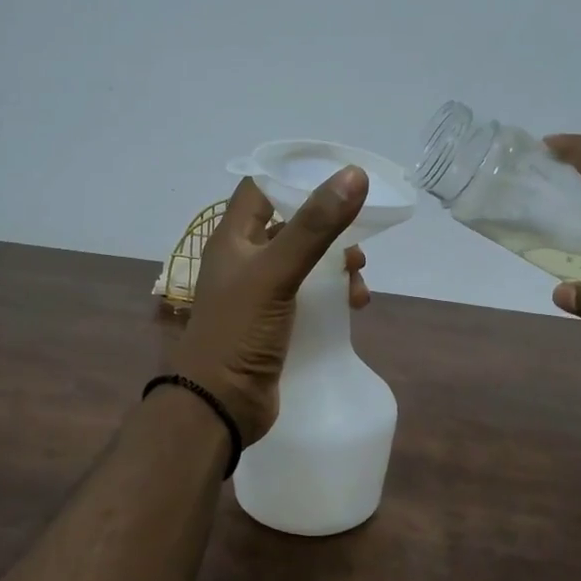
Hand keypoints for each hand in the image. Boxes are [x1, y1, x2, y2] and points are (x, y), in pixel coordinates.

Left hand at [168, 167, 370, 444]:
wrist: (220, 404)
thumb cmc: (239, 331)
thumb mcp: (276, 272)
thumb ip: (314, 226)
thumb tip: (354, 175)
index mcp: (233, 239)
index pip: (262, 188)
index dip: (295, 176)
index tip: (338, 175)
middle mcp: (245, 260)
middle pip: (291, 226)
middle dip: (329, 228)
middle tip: (358, 239)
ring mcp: (261, 294)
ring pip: (306, 263)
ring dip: (336, 265)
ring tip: (359, 279)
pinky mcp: (277, 323)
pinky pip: (310, 297)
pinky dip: (334, 295)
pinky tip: (355, 306)